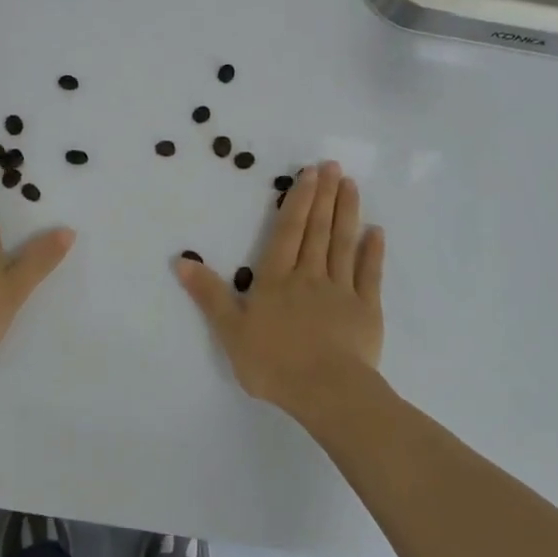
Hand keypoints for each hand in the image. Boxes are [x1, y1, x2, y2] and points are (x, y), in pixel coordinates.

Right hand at [175, 161, 384, 422]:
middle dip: (323, 196)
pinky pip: (369, 274)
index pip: (287, 232)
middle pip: (317, 230)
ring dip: (347, 213)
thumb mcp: (230, 330)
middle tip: (332, 166)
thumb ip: (208, 294)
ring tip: (350, 185)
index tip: (309, 174)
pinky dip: (373, 252)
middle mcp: (309, 276)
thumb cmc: (273, 362)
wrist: (326, 391)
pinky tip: (376, 232)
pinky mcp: (366, 310)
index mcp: (276, 280)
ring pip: (343, 244)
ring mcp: (341, 291)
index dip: (297, 201)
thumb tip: (181, 260)